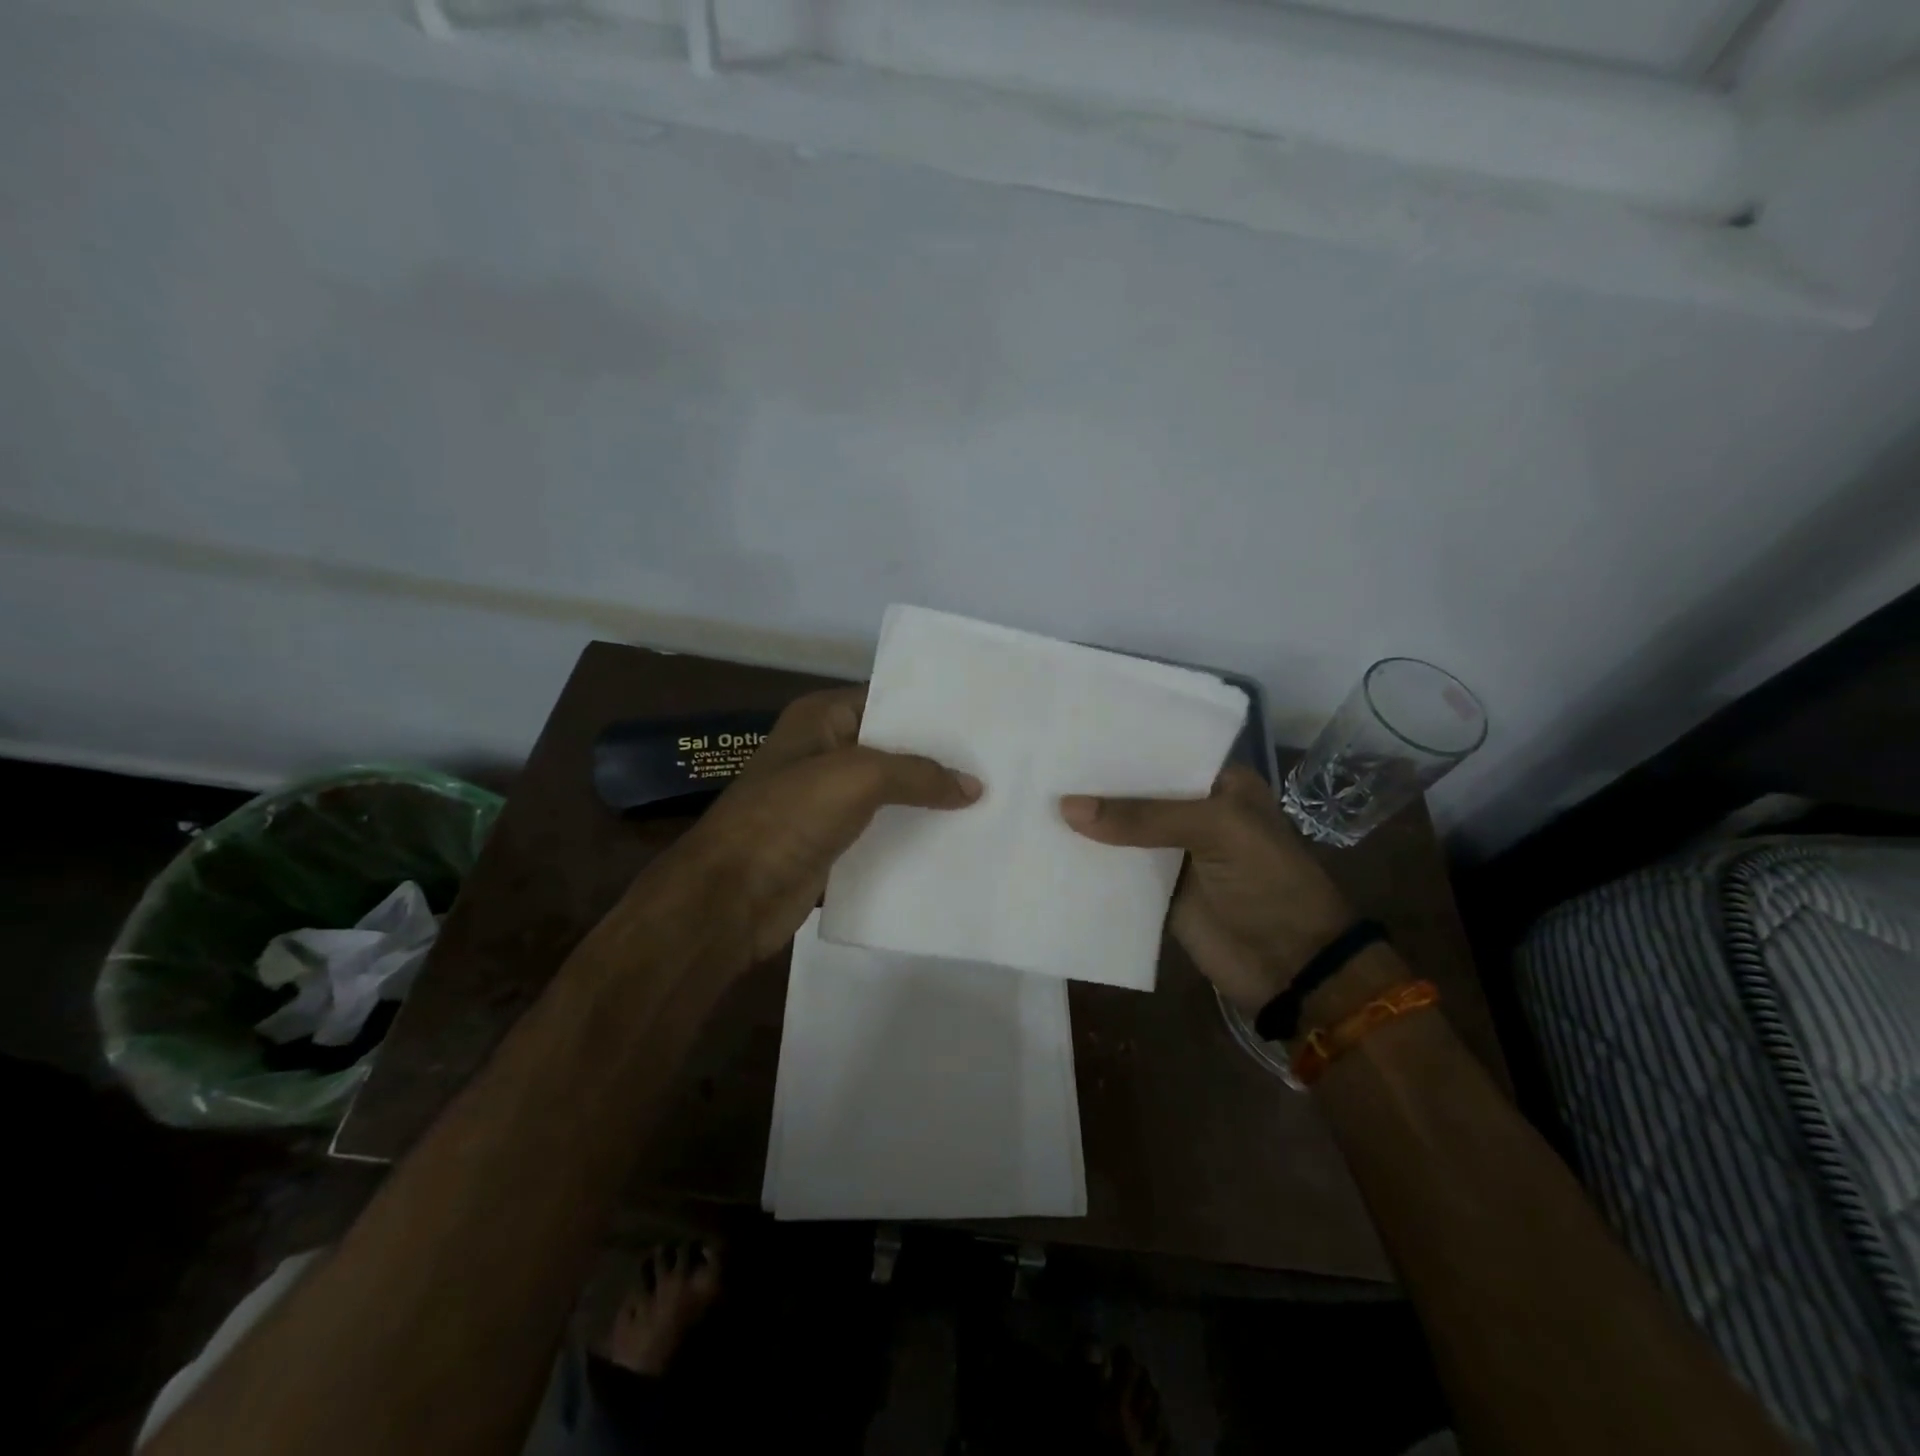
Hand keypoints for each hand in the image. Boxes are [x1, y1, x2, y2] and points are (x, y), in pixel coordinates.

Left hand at [668, 688, 981, 962]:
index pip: (887, 701)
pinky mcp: (832, 844)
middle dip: (938, 759)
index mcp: (822, 719)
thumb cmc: (789, 817)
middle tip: (996, 764)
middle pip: (893, 749)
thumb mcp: (858, 777)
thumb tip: (974, 786)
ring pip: (891, 794)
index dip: (932, 710)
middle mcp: (825, 753)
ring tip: (989, 802)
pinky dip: (911, 837)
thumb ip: (919, 774)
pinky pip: (882, 833)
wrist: (730, 897)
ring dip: (929, 802)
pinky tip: (955, 842)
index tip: (983, 720)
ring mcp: (826, 801)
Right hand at [1060, 765, 1356, 1013]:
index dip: (1121, 745)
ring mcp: (1174, 852)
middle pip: (1136, 791)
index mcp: (1220, 784)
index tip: (1070, 733)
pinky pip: (1117, 869)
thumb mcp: (1216, 831)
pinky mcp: (1157, 890)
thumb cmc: (1268, 882)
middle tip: (1040, 763)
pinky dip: (1088, 862)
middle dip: (1095, 784)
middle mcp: (1194, 811)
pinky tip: (1047, 846)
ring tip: (1032, 798)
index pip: (1163, 752)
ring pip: (1122, 829)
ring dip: (1086, 822)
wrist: (1291, 967)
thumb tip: (1066, 807)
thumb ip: (1143, 817)